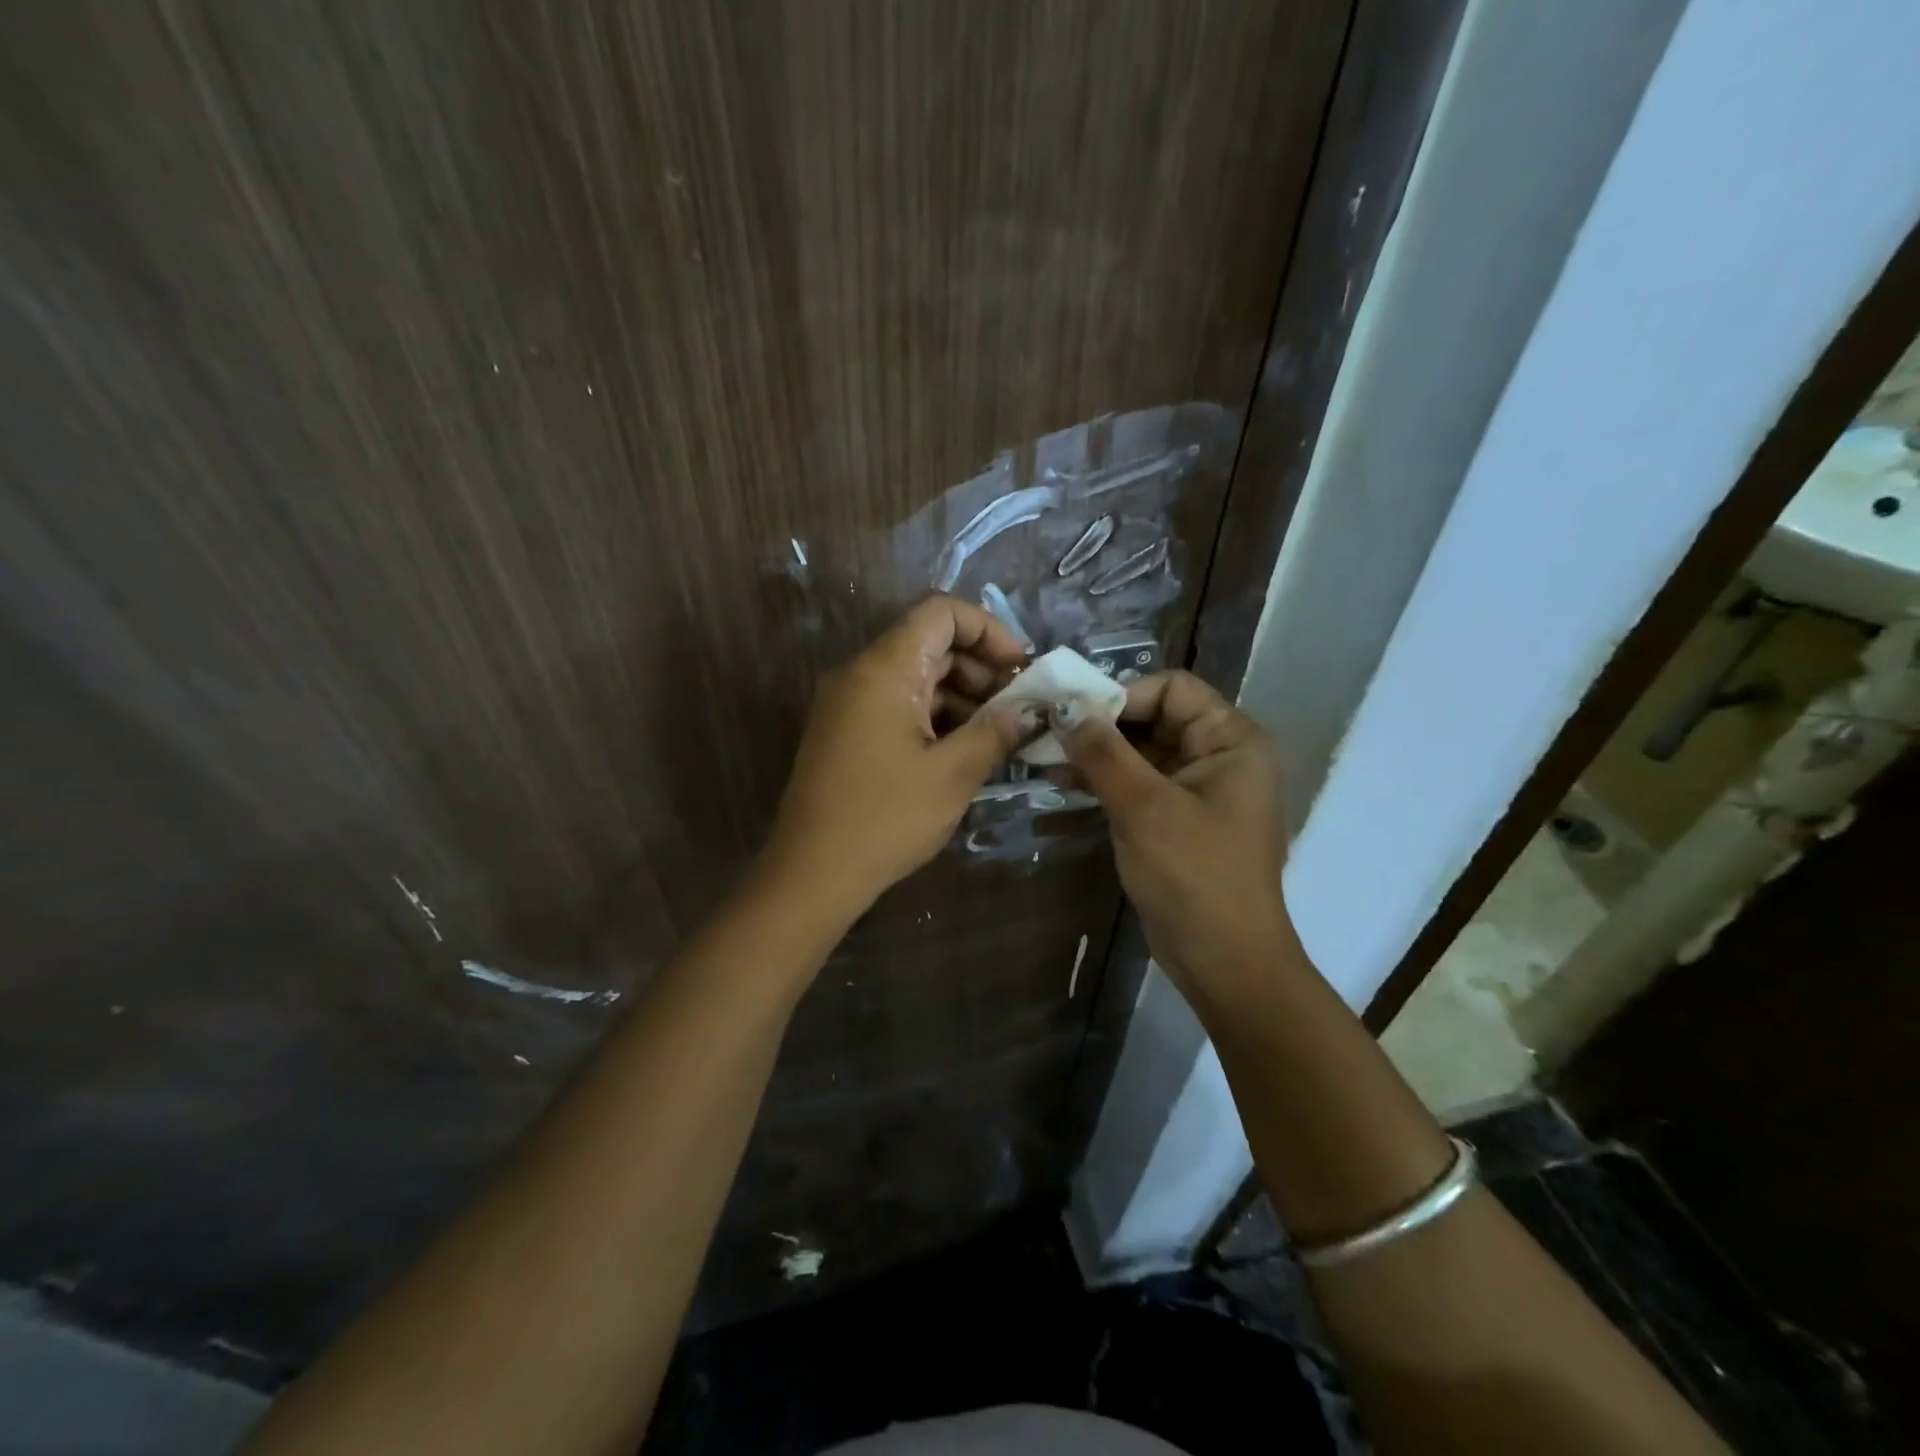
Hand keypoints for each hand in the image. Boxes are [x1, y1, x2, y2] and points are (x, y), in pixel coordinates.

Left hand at [763, 594, 1033, 915]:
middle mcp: (860, 673)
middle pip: (930, 643)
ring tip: (1001, 735)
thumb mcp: (953, 774)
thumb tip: (1031, 708)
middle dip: (982, 668)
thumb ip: (996, 730)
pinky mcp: (847, 732)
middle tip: (1020, 709)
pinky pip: (898, 705)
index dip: (989, 629)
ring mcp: (849, 704)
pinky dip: (936, 717)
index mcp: (883, 668)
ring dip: (962, 696)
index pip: (941, 611)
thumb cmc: (885, 819)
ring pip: (917, 676)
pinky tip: (966, 750)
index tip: (1022, 670)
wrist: (811, 874)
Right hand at [1052, 671, 1293, 1011]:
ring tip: (1043, 757)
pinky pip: (1137, 784)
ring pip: (1140, 751)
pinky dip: (1104, 781)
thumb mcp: (1144, 807)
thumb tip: (1063, 706)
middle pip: (1153, 717)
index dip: (1121, 694)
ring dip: (1095, 753)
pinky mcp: (1176, 818)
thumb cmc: (1194, 877)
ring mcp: (1197, 789)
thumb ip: (1103, 752)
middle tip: (1046, 732)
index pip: (1172, 689)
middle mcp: (1219, 756)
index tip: (1071, 712)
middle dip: (1100, 725)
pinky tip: (1061, 783)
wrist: (1224, 962)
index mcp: (1232, 740)